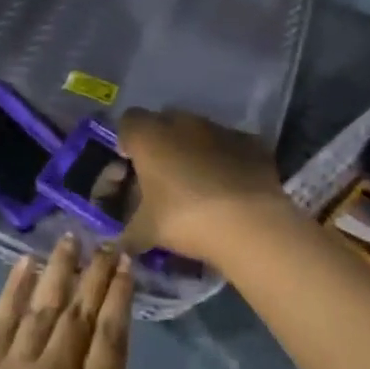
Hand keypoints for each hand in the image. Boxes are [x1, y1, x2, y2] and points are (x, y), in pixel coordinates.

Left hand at [0, 237, 152, 368]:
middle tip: (106, 242)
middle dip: (96, 272)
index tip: (127, 264)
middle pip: (81, 311)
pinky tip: (25, 263)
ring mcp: (14, 367)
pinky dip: (14, 287)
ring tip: (71, 238)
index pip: (112, 333)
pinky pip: (0, 318)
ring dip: (59, 268)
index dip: (121, 294)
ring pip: (43, 305)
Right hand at [116, 107, 289, 262]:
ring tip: (198, 184)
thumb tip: (119, 246)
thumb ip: (127, 234)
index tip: (132, 167)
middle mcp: (182, 122)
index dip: (127, 142)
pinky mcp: (249, 142)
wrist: (250, 224)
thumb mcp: (147, 232)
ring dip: (192, 150)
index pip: (127, 122)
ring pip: (197, 132)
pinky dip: (224, 159)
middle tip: (163, 176)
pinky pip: (228, 145)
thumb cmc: (186, 219)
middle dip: (160, 144)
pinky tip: (228, 186)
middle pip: (163, 123)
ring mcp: (219, 129)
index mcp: (149, 136)